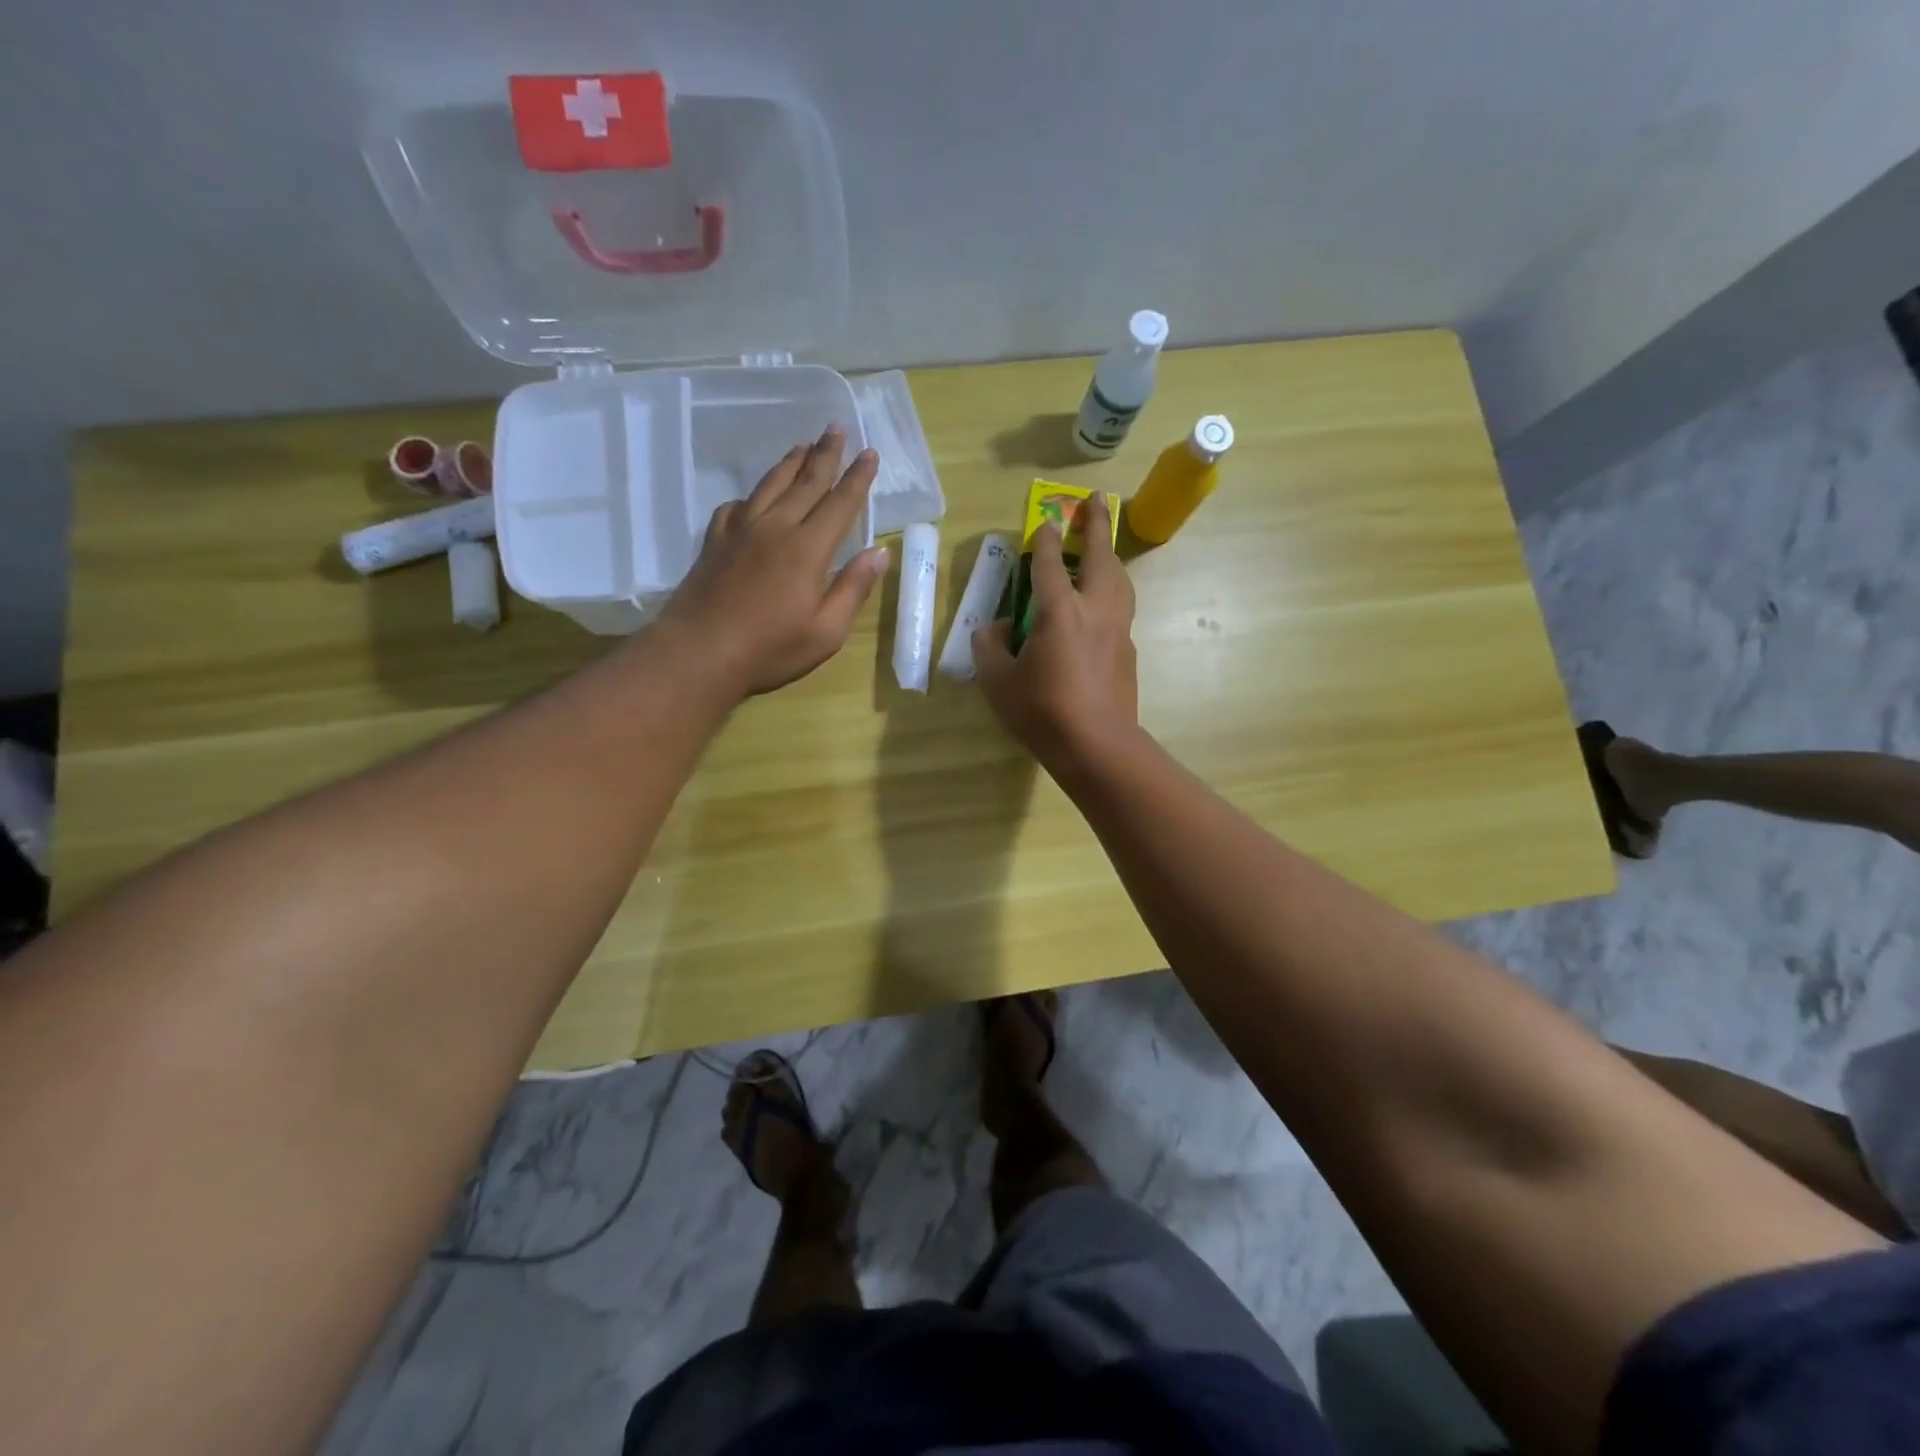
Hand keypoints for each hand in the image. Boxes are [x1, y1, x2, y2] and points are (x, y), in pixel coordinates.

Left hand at [658, 428, 888, 696]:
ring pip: (769, 485)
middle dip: (825, 455)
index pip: (840, 503)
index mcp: (807, 549)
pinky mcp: (715, 542)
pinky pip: (735, 506)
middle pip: (805, 482)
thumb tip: (880, 552)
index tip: (870, 453)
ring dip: (789, 463)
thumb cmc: (770, 649)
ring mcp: (740, 531)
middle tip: (836, 428)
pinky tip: (753, 498)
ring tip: (802, 445)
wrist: (699, 653)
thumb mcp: (826, 632)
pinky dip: (751, 496)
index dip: (857, 478)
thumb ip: (853, 588)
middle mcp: (775, 528)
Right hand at [973, 492, 1138, 772]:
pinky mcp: (1129, 650)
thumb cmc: (1043, 713)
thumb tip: (996, 628)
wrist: (1098, 747)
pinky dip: (1113, 590)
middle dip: (1095, 524)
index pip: (1048, 562)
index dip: (1044, 538)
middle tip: (1094, 500)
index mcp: (1059, 611)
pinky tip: (1104, 602)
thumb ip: (991, 647)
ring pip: (1119, 579)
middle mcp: (1094, 609)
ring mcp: (1118, 629)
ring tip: (1102, 547)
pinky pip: (1122, 607)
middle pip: (1099, 556)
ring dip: (1109, 555)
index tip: (1044, 521)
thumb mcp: (998, 682)